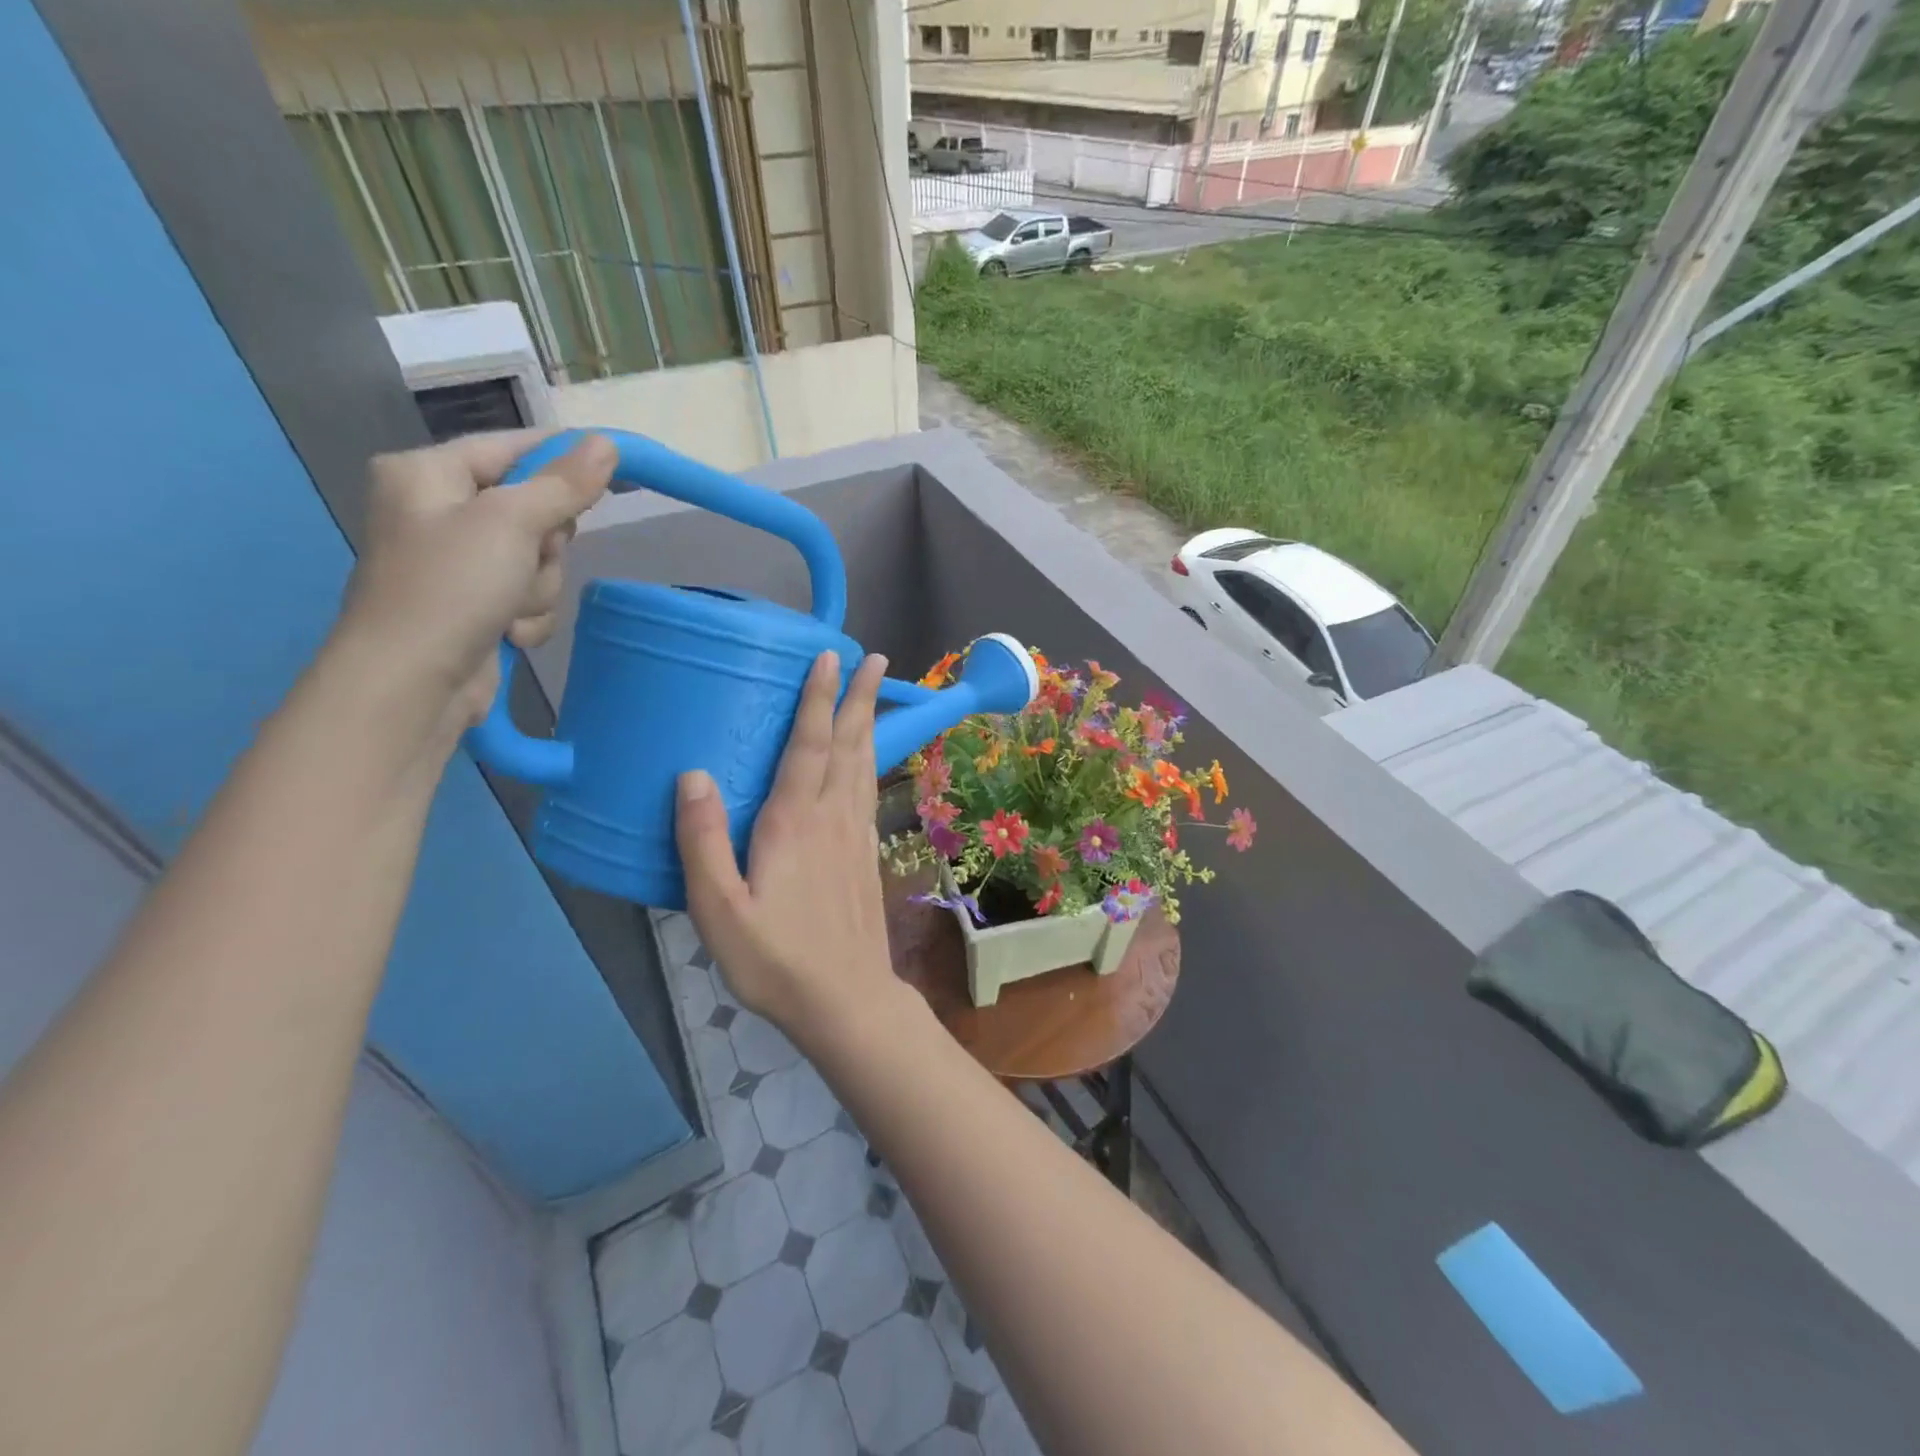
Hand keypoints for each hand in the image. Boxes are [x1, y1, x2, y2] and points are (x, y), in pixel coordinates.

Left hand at [333, 431, 614, 742]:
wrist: (413, 683)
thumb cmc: (451, 587)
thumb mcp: (512, 524)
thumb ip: (563, 484)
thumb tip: (606, 444)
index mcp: (429, 473)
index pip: (514, 447)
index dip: (565, 457)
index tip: (615, 466)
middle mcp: (439, 510)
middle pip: (535, 509)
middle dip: (545, 545)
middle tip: (531, 557)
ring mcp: (459, 562)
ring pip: (539, 559)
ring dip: (539, 587)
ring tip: (510, 608)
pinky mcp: (475, 603)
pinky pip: (528, 594)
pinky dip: (528, 615)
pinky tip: (508, 633)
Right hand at [675, 651, 908, 1047]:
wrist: (846, 1000)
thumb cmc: (776, 960)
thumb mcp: (719, 910)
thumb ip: (701, 843)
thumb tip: (692, 775)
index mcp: (795, 822)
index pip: (809, 745)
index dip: (818, 698)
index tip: (830, 657)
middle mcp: (833, 818)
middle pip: (848, 744)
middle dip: (859, 697)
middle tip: (875, 658)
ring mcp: (856, 836)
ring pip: (864, 765)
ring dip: (868, 724)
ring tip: (875, 693)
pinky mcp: (866, 856)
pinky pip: (869, 792)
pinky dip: (869, 763)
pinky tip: (867, 763)